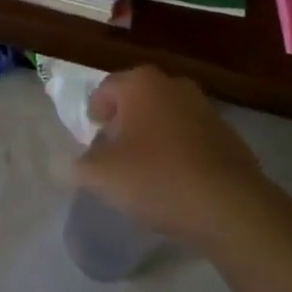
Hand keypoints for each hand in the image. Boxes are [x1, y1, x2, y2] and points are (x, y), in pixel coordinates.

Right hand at [72, 65, 268, 243]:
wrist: (231, 207)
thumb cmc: (158, 178)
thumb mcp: (103, 176)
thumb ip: (77, 167)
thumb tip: (60, 165)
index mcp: (141, 83)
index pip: (106, 88)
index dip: (95, 111)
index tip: (93, 136)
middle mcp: (173, 84)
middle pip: (138, 98)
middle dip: (125, 121)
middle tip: (116, 152)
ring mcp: (204, 108)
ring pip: (167, 116)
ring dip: (154, 135)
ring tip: (147, 169)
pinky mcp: (228, 135)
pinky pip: (192, 137)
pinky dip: (181, 151)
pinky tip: (178, 181)